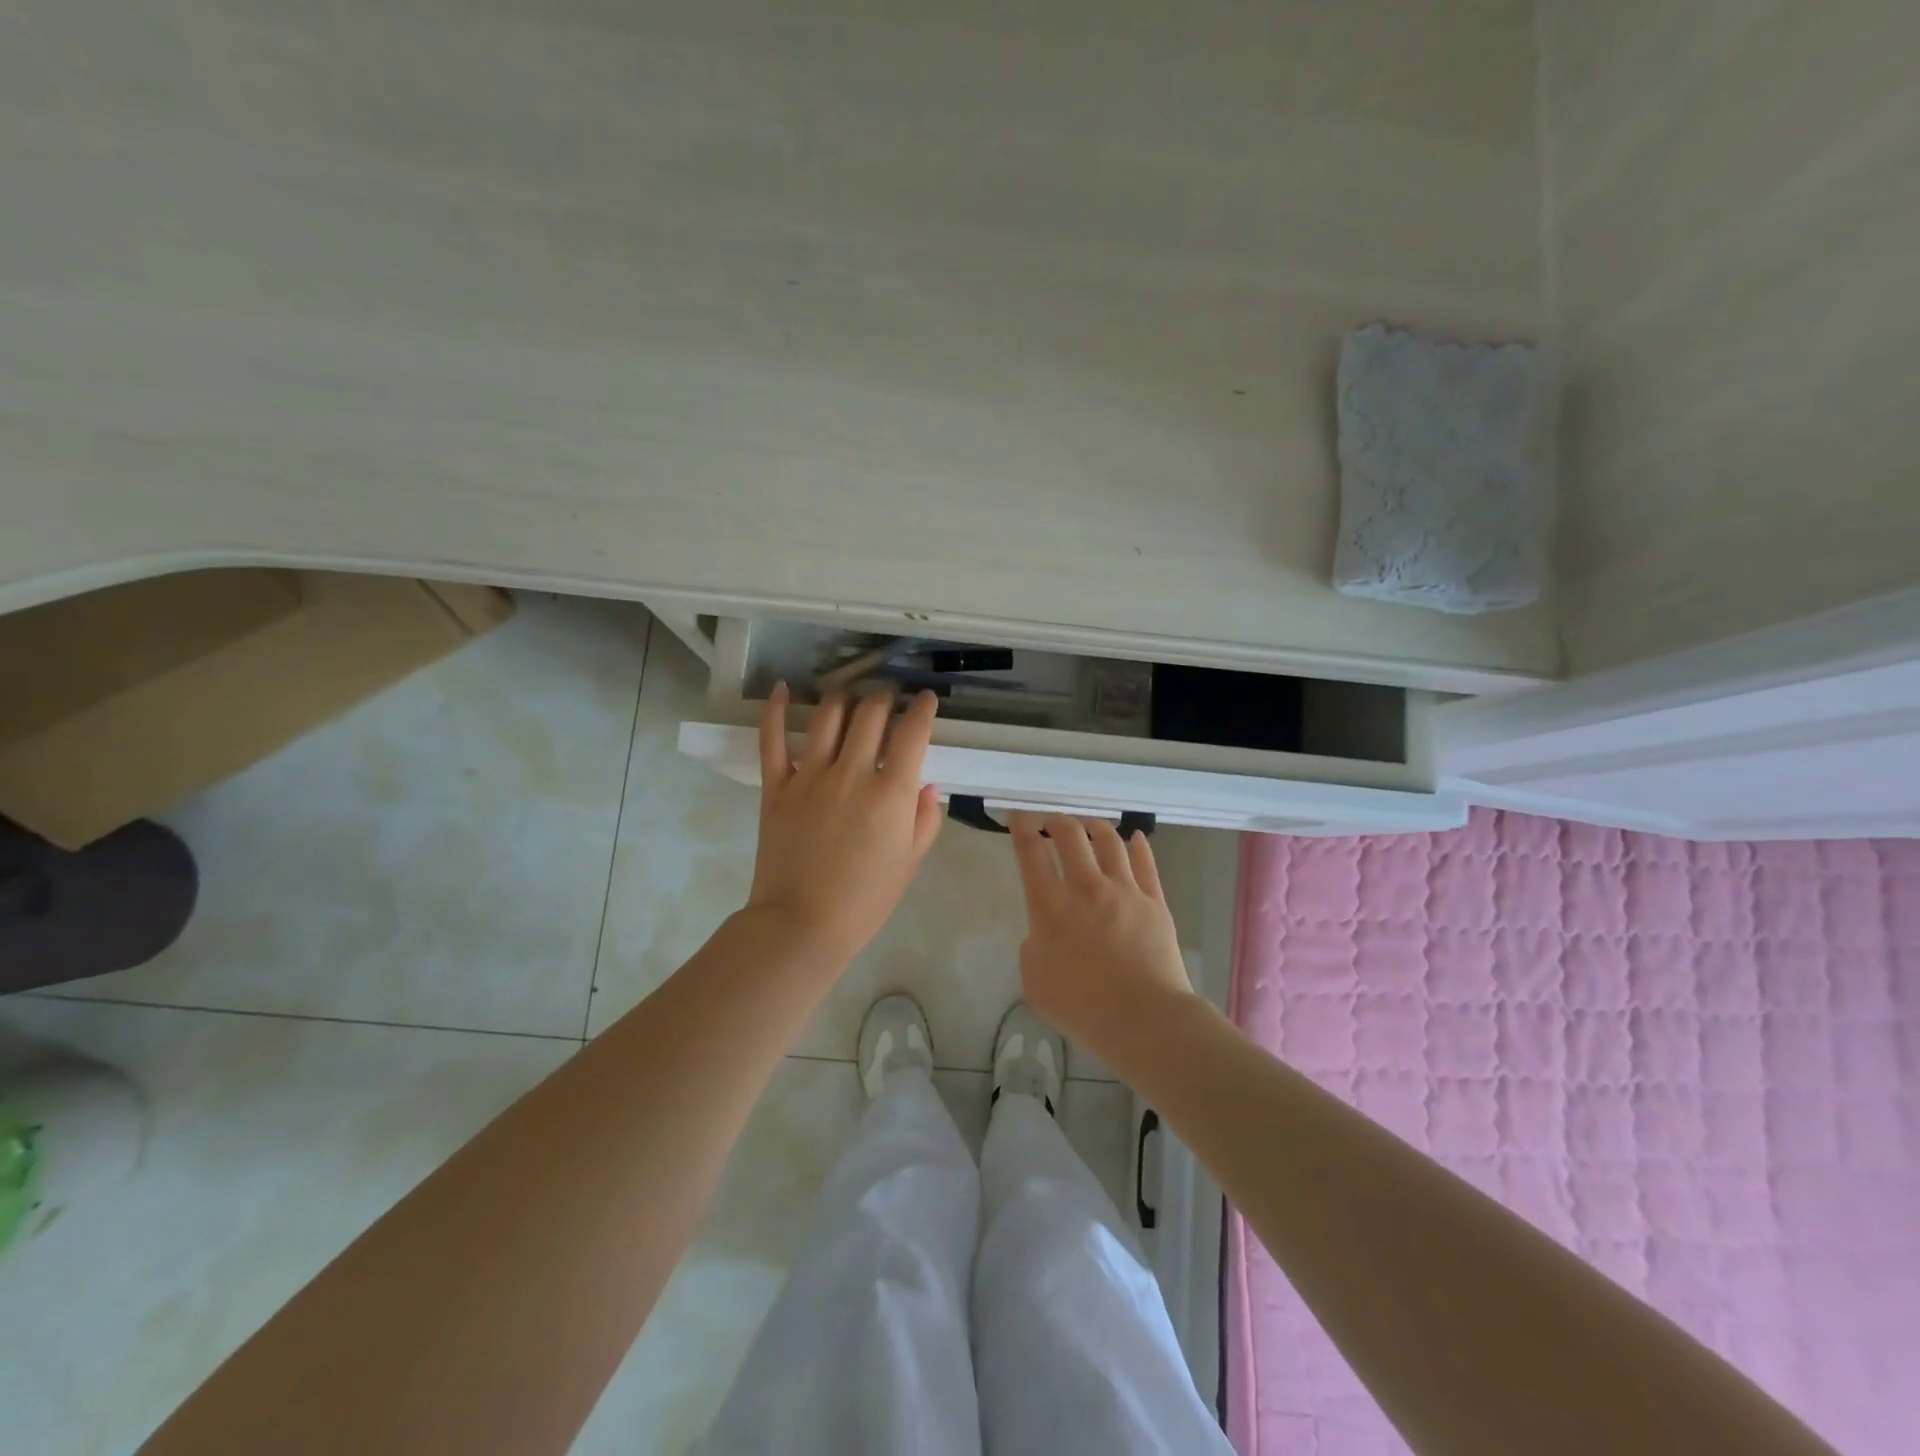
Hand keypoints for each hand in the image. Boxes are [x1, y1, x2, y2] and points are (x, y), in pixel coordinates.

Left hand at [744, 684, 943, 963]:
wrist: (802, 924)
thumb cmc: (865, 899)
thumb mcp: (910, 862)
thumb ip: (924, 819)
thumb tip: (926, 785)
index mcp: (891, 792)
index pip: (913, 731)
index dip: (923, 708)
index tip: (926, 700)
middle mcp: (852, 772)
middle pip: (871, 711)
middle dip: (886, 695)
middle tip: (890, 695)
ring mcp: (810, 775)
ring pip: (828, 714)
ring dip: (844, 695)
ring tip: (851, 692)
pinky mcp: (776, 785)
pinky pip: (773, 738)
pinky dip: (776, 709)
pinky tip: (783, 688)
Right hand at [1008, 812, 1197, 1065]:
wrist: (1143, 1019)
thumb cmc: (1082, 1007)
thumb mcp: (1034, 981)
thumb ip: (1034, 947)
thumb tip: (1046, 932)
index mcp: (1050, 906)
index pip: (1030, 852)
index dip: (1021, 827)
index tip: (1018, 819)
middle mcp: (1086, 887)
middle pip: (1070, 835)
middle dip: (1056, 821)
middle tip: (1051, 823)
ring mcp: (1124, 890)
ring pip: (1109, 841)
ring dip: (1094, 827)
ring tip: (1089, 825)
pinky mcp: (1154, 900)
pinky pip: (1146, 863)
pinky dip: (1138, 846)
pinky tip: (1135, 838)